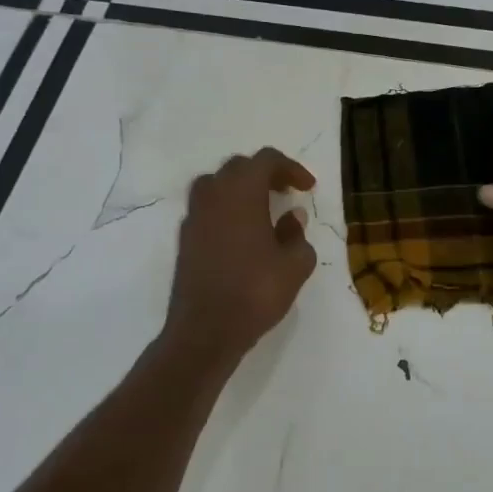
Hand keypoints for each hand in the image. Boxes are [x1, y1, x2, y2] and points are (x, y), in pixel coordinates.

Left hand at [163, 148, 317, 364]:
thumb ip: (297, 235)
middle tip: (287, 193)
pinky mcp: (185, 239)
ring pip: (216, 186)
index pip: (265, 160)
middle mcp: (213, 196)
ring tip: (263, 210)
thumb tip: (292, 218)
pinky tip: (243, 235)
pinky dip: (226, 211)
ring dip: (241, 190)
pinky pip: (207, 210)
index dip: (290, 168)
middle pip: (238, 167)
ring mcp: (194, 217)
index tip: (308, 188)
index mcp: (241, 193)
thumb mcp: (295, 265)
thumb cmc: (255, 292)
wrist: (206, 330)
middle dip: (265, 174)